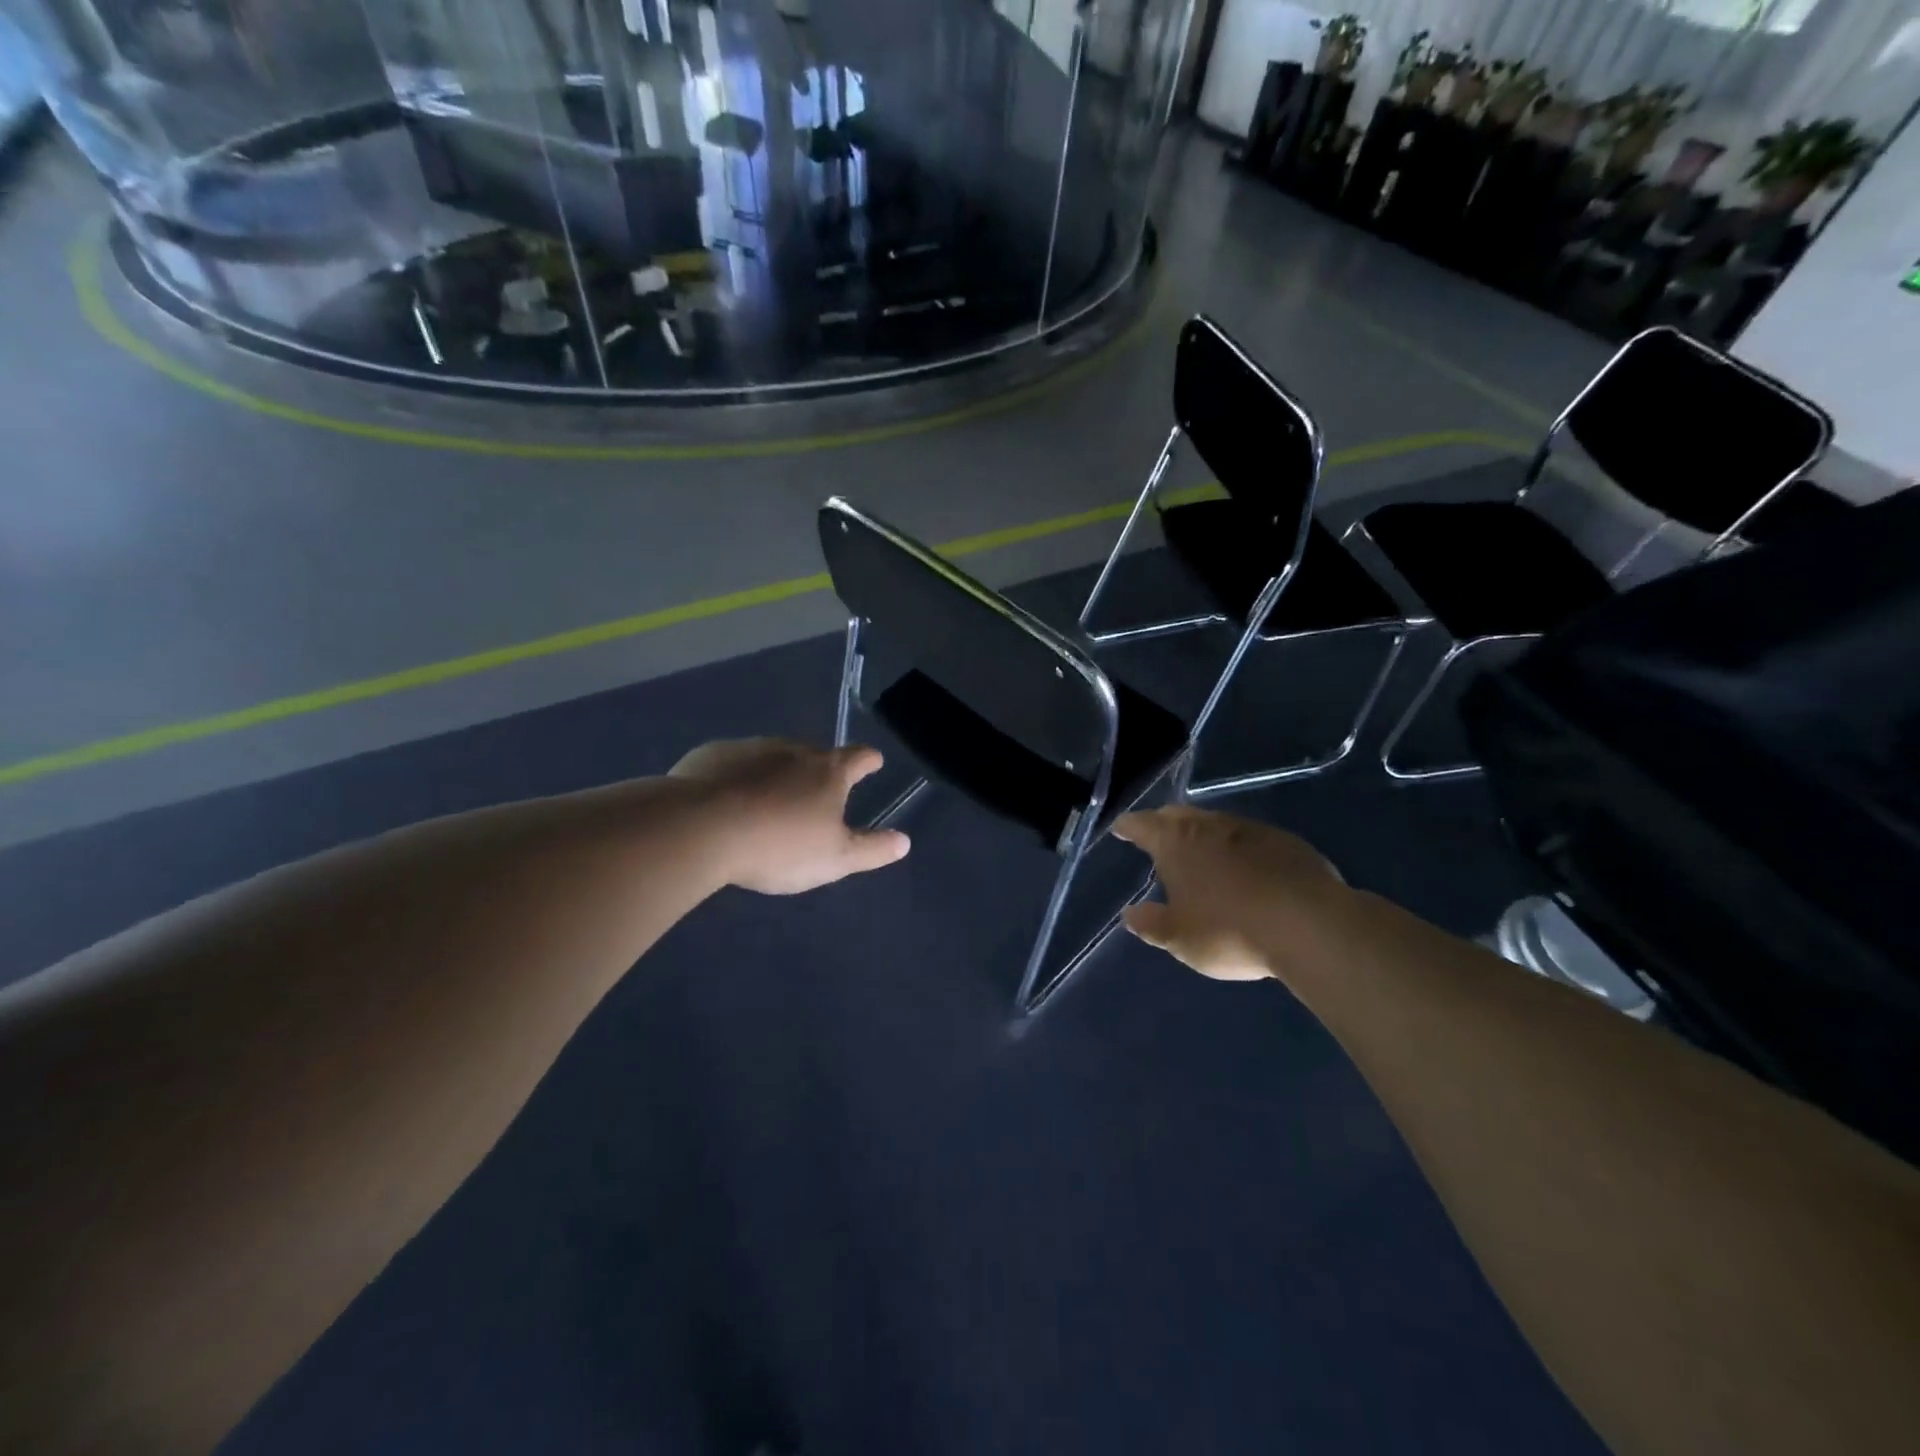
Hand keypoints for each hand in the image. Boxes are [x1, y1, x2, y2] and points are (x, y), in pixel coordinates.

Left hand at [669, 738, 909, 894]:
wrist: (701, 828)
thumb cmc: (779, 845)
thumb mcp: (835, 859)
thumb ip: (871, 850)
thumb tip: (905, 841)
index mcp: (827, 771)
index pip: (857, 757)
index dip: (868, 760)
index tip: (873, 762)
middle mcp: (791, 750)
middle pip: (813, 754)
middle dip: (818, 769)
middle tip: (815, 792)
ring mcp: (749, 748)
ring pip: (771, 756)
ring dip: (776, 772)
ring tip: (769, 799)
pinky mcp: (711, 756)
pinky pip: (733, 764)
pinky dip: (737, 777)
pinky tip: (727, 800)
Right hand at [1113, 806, 1350, 983]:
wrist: (1308, 924)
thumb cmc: (1229, 930)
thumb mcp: (1180, 938)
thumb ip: (1151, 924)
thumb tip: (1130, 914)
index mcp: (1176, 843)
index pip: (1142, 825)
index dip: (1128, 827)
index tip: (1121, 828)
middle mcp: (1209, 826)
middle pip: (1179, 816)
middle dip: (1165, 823)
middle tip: (1158, 836)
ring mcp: (1250, 830)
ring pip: (1216, 824)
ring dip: (1204, 835)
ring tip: (1201, 853)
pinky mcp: (1285, 842)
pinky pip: (1250, 839)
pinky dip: (1239, 849)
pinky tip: (1246, 869)